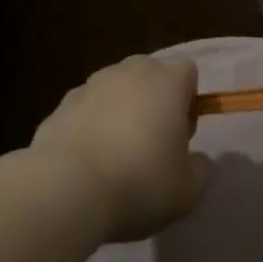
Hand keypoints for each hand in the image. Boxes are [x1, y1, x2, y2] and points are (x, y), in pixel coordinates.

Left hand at [31, 55, 209, 240]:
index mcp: (167, 82)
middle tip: (152, 143)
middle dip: (154, 100)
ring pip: (116, 89)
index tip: (181, 134)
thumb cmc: (139, 182)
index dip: (189, 101)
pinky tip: (87, 160)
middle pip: (150, 75)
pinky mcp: (62, 103)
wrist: (66, 188)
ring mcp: (92, 84)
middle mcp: (130, 71)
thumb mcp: (188, 190)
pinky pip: (87, 108)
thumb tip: (197, 160)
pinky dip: (91, 124)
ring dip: (120, 110)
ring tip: (115, 154)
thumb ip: (200, 168)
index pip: (188, 72)